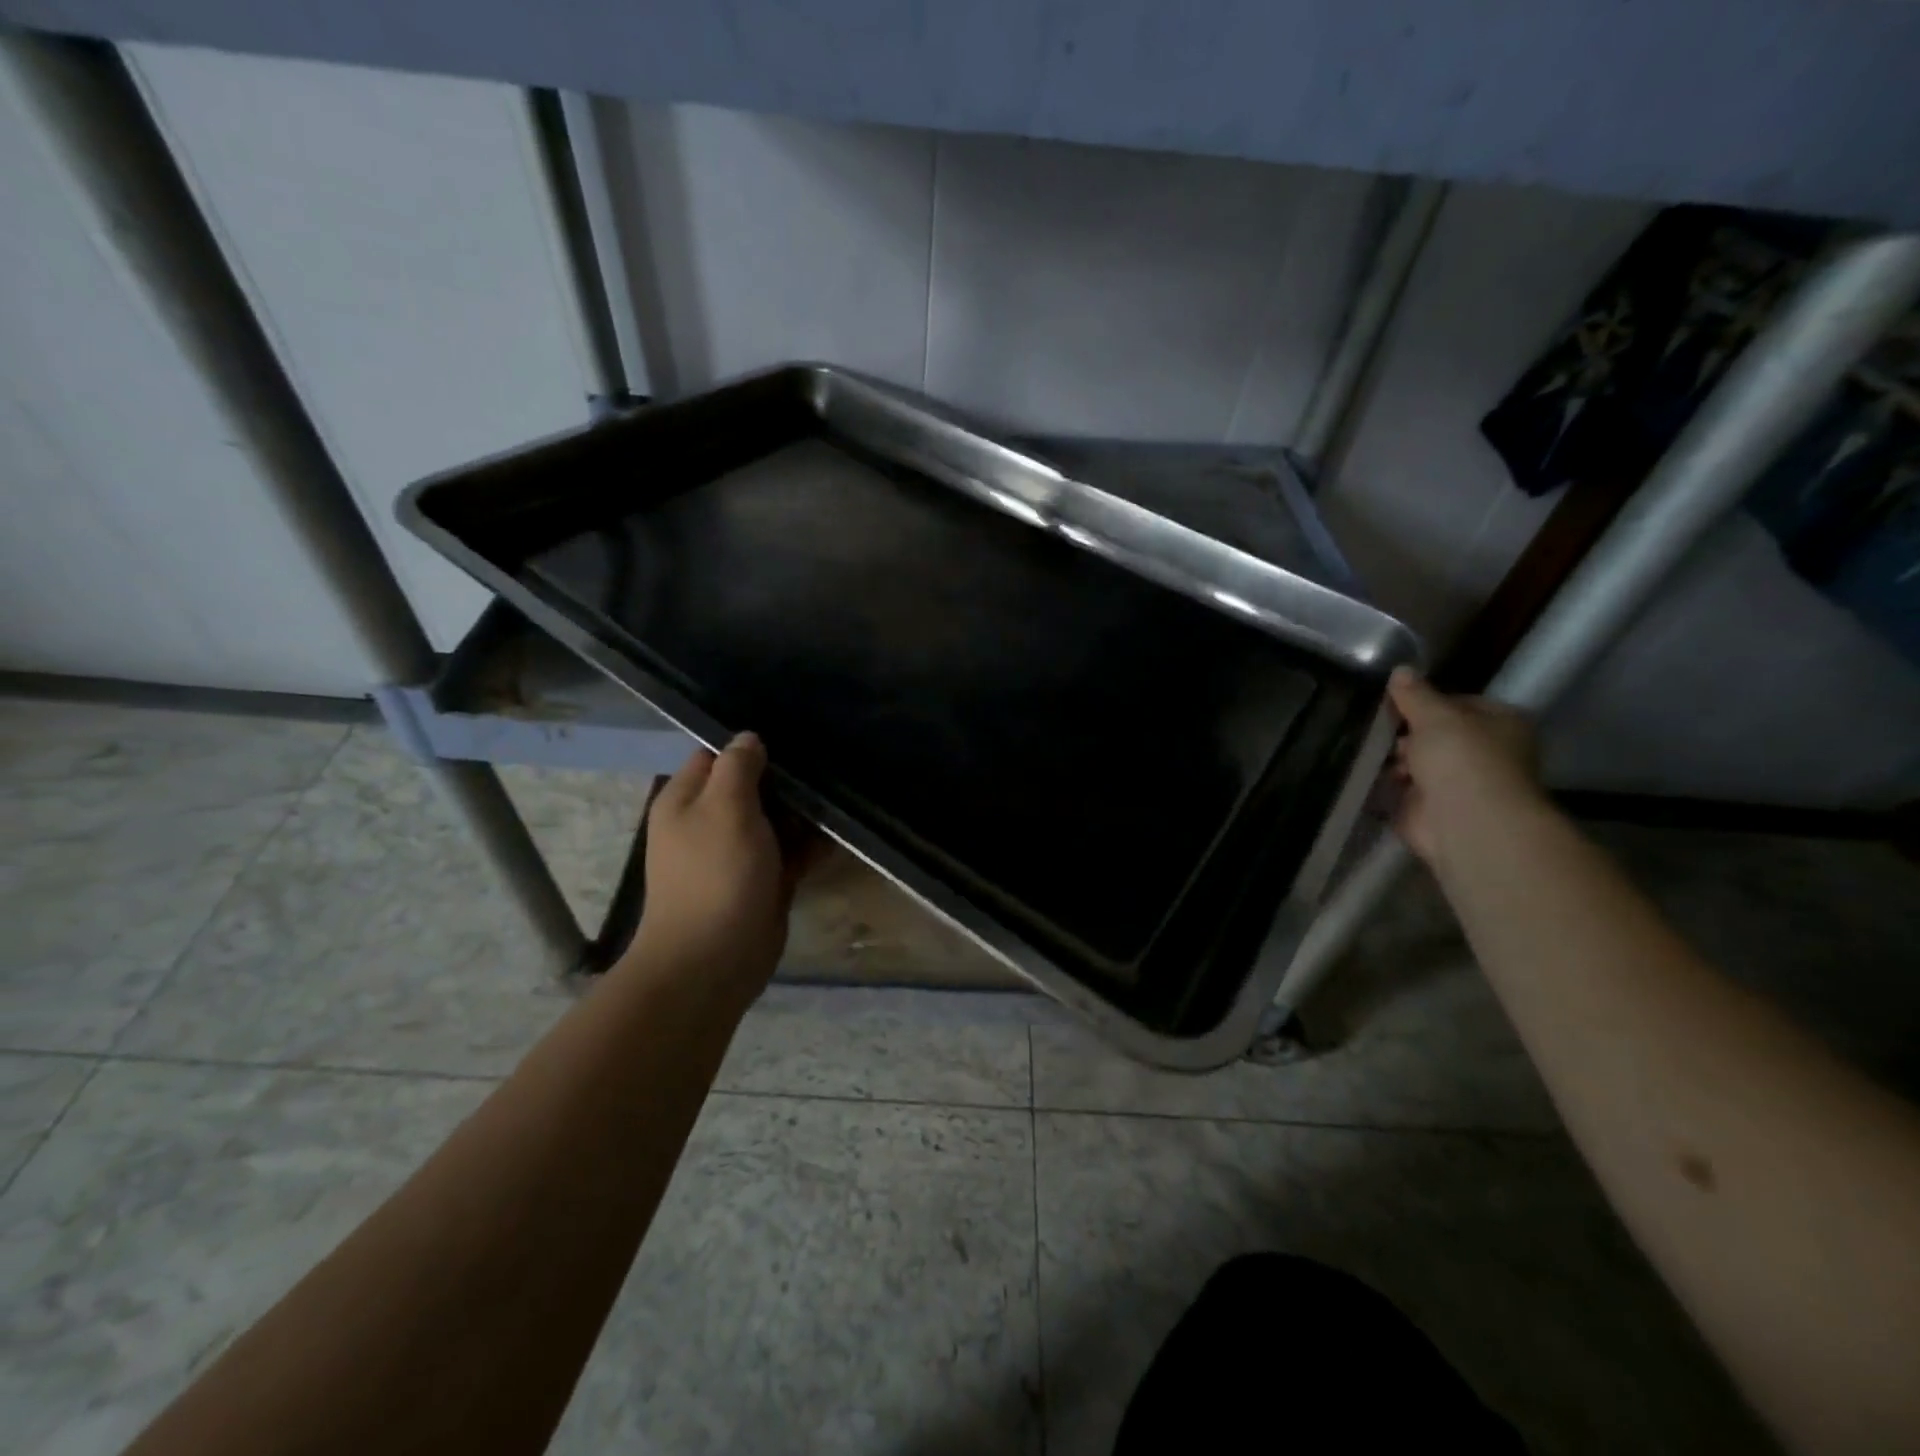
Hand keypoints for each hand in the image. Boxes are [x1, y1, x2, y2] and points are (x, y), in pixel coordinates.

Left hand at [628, 732, 816, 994]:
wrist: (714, 960)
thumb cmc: (715, 874)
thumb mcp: (725, 807)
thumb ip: (737, 767)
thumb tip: (749, 738)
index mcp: (687, 799)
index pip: (716, 755)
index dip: (750, 744)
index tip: (793, 734)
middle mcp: (709, 822)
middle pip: (751, 786)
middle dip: (786, 778)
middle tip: (827, 762)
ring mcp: (737, 854)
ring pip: (775, 819)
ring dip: (804, 811)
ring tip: (842, 793)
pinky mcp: (763, 880)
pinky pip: (790, 852)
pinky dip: (811, 844)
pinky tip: (841, 832)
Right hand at [1387, 668, 1542, 864]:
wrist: (1465, 822)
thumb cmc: (1461, 758)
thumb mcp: (1434, 715)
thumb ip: (1415, 694)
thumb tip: (1400, 670)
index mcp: (1501, 723)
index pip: (1459, 703)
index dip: (1426, 701)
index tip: (1396, 703)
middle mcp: (1486, 753)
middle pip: (1437, 735)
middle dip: (1408, 734)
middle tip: (1385, 731)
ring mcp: (1460, 784)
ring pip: (1420, 763)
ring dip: (1399, 761)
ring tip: (1377, 756)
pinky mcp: (1434, 810)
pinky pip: (1405, 790)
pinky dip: (1388, 785)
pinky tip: (1369, 775)